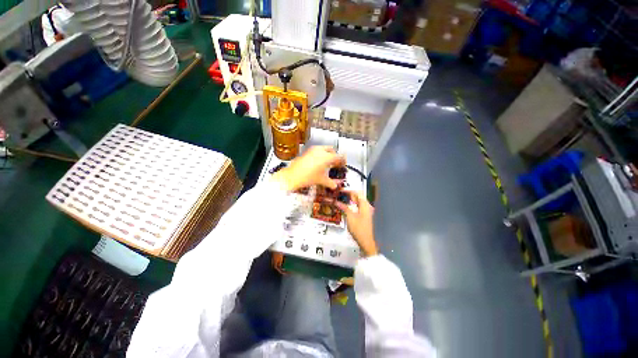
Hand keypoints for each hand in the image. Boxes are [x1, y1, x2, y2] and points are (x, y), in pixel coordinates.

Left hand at [272, 146, 344, 191]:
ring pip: (324, 149)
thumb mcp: (321, 181)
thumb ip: (330, 183)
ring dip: (327, 154)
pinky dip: (320, 155)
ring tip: (327, 163)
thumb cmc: (306, 177)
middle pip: (332, 150)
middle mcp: (320, 151)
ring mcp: (313, 150)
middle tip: (335, 163)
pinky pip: (316, 151)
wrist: (292, 176)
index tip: (343, 163)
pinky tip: (318, 163)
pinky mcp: (307, 152)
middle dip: (335, 156)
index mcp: (326, 157)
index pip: (339, 156)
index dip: (343, 160)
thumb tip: (334, 185)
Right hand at [335, 191, 377, 256]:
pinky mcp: (363, 215)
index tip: (340, 190)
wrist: (365, 241)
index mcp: (365, 204)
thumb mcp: (350, 217)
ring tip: (339, 198)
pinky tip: (343, 206)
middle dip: (348, 194)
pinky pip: (356, 207)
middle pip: (357, 196)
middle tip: (338, 194)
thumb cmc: (358, 228)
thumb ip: (343, 207)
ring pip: (356, 202)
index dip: (349, 190)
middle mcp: (366, 206)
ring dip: (348, 200)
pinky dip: (350, 205)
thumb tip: (336, 201)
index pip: (357, 192)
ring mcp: (365, 211)